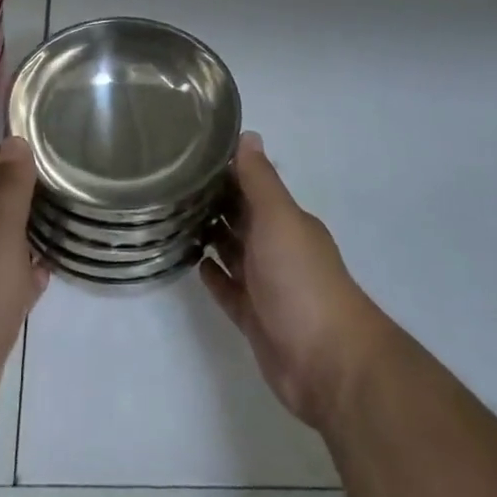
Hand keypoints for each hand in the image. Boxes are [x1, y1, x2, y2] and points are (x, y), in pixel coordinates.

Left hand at [0, 138, 49, 445]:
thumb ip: (8, 190)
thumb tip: (13, 139)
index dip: (6, 153)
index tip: (40, 137)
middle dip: (22, 186)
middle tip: (63, 173)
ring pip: (5, 242)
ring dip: (29, 227)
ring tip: (65, 214)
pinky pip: (12, 282)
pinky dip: (29, 270)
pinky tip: (50, 269)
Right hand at [202, 133, 392, 432]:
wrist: (327, 362)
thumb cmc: (301, 280)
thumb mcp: (278, 218)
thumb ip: (260, 180)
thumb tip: (248, 134)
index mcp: (285, 221)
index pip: (251, 187)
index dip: (224, 171)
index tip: (188, 154)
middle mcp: (277, 248)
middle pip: (241, 218)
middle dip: (212, 202)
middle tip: (169, 184)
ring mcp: (266, 285)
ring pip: (232, 252)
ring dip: (209, 236)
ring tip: (172, 218)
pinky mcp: (254, 318)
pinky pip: (228, 290)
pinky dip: (213, 276)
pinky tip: (192, 263)